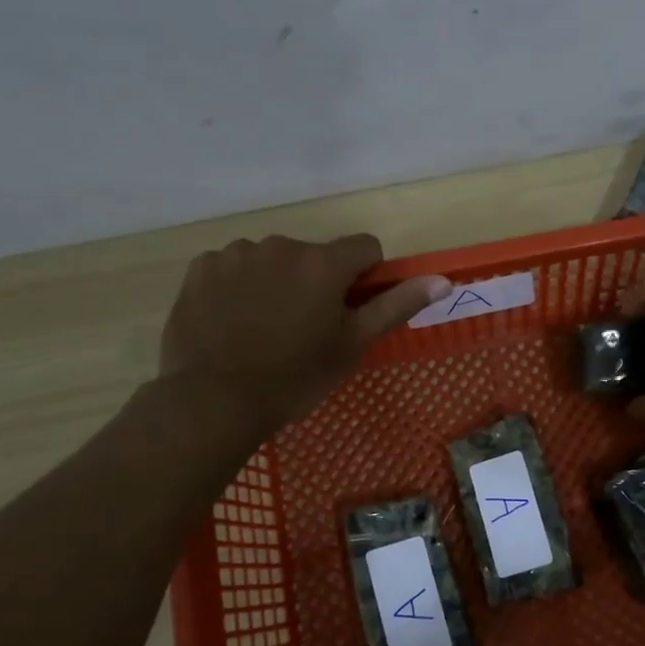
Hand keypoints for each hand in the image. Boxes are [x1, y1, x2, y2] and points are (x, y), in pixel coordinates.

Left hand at [159, 234, 448, 437]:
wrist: (213, 400)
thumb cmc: (295, 377)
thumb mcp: (353, 345)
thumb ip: (396, 306)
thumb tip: (442, 281)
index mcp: (324, 263)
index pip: (365, 247)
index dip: (365, 277)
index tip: (351, 309)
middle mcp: (282, 245)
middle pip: (315, 255)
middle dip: (317, 281)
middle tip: (304, 329)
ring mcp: (237, 253)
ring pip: (273, 259)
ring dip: (277, 281)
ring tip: (264, 326)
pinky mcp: (202, 267)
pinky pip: (233, 266)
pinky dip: (239, 285)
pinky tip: (232, 320)